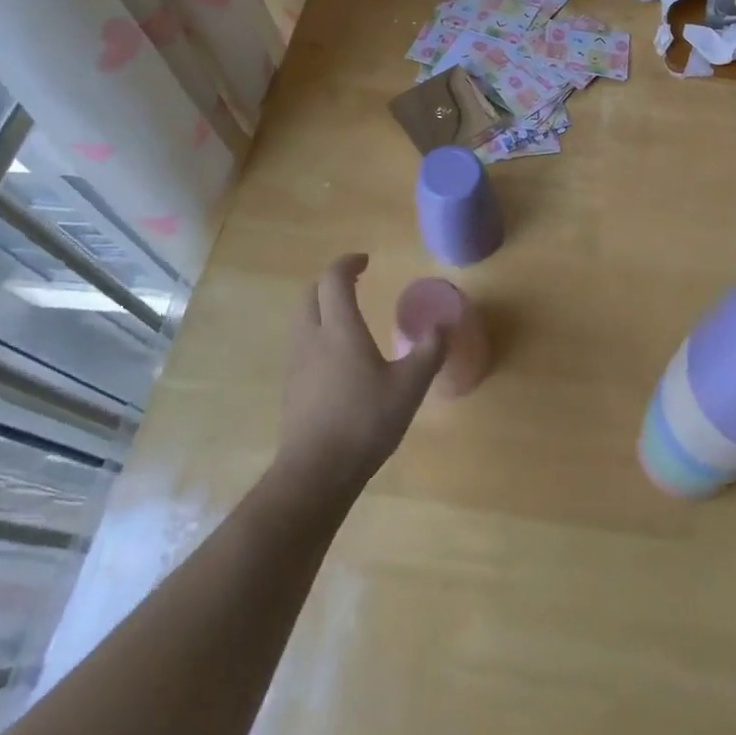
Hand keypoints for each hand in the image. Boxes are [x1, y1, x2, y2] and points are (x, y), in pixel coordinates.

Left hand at [276, 255, 447, 496]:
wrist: (316, 473)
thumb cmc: (365, 421)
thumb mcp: (410, 386)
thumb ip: (429, 351)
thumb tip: (443, 325)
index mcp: (339, 328)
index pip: (334, 279)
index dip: (348, 263)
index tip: (366, 261)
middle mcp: (312, 337)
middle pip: (311, 294)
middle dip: (331, 282)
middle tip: (355, 283)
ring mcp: (297, 363)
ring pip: (303, 320)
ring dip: (322, 308)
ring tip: (349, 319)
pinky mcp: (291, 388)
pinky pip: (302, 346)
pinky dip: (318, 335)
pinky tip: (339, 359)